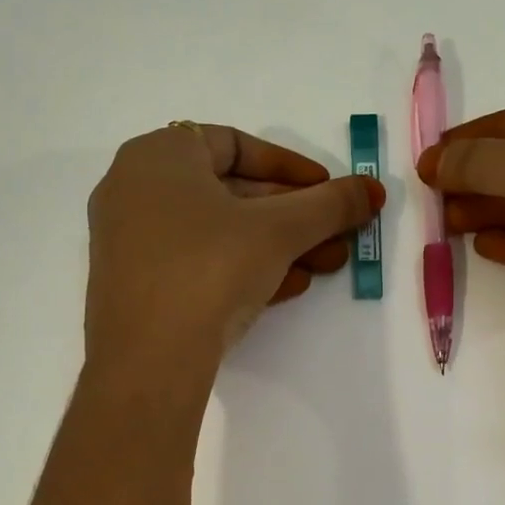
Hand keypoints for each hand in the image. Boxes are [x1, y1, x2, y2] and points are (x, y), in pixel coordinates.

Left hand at [86, 121, 383, 372]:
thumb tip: (374, 190)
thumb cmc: (210, 268)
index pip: (236, 144)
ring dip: (277, 246)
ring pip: (217, 233)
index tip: (329, 191)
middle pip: (231, 193)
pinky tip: (286, 288)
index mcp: (159, 154)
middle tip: (337, 236)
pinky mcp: (135, 285)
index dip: (291, 167)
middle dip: (293, 217)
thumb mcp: (280, 231)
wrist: (149, 359)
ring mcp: (130, 241)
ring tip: (324, 266)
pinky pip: (196, 263)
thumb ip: (330, 205)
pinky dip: (242, 268)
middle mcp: (135, 189)